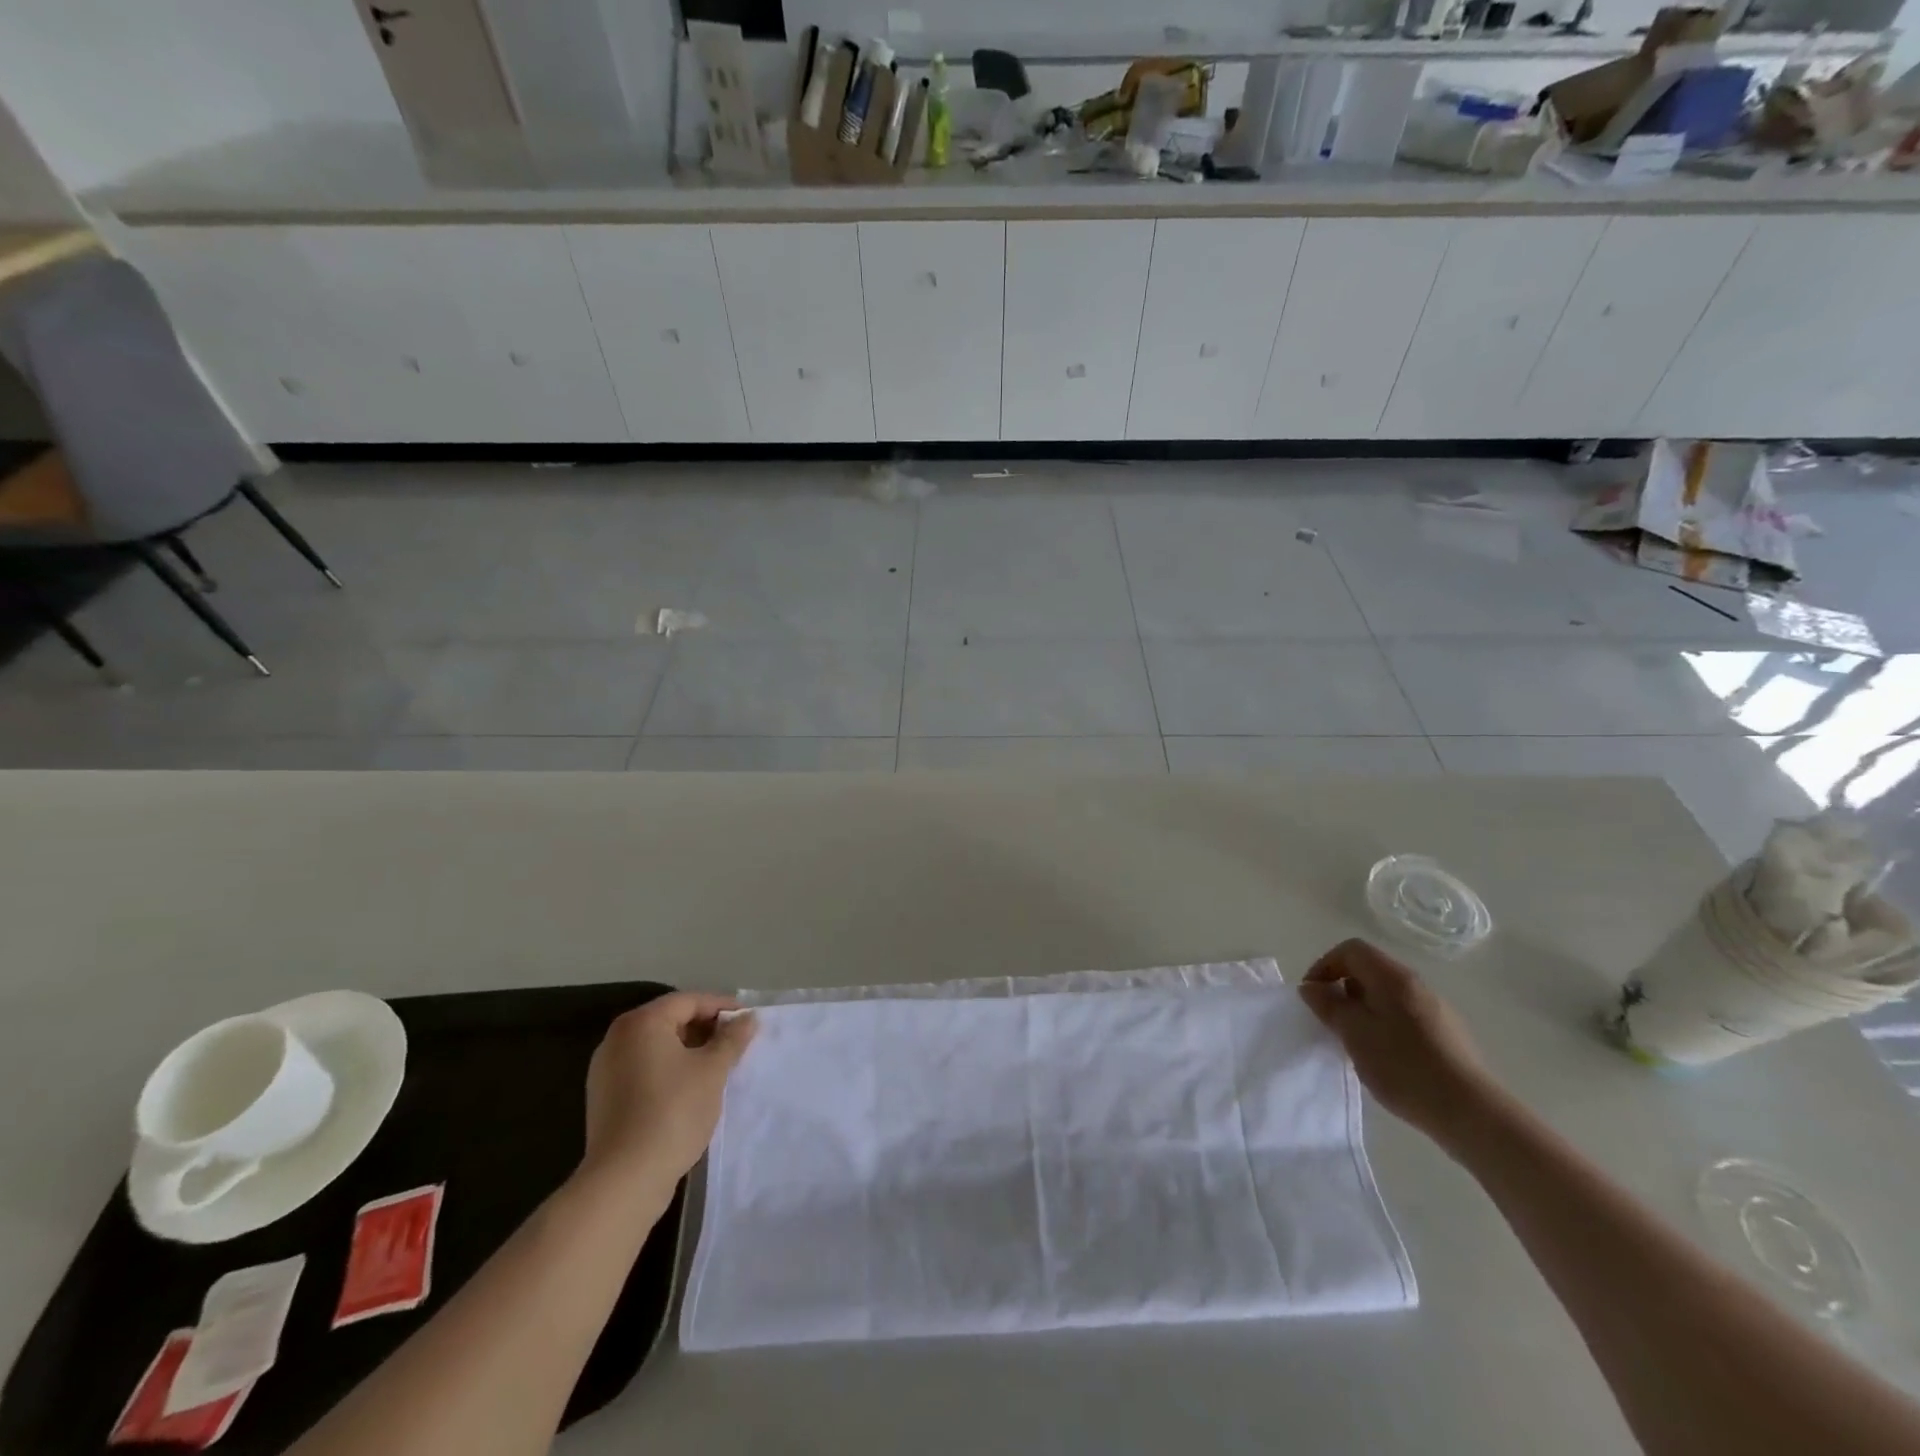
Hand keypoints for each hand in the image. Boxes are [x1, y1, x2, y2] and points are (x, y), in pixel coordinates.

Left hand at [581, 993, 756, 1195]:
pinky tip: (691, 1088)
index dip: (722, 1007)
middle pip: (670, 1020)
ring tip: (718, 1066)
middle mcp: (617, 1039)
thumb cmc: (673, 1112)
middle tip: (736, 1043)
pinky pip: (644, 1069)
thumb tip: (748, 1018)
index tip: (748, 1019)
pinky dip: (669, 1070)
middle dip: (705, 1028)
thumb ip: (732, 1039)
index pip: (688, 1001)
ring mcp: (606, 1070)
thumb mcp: (712, 1070)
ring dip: (689, 1050)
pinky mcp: (605, 1098)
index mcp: (641, 1023)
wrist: (624, 1180)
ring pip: (657, 1046)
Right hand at [1298, 939, 1498, 1148]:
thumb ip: (1328, 1005)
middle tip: (1331, 1022)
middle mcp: (1417, 985)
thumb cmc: (1404, 1066)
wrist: (1471, 1113)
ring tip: (1356, 1043)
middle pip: (1370, 970)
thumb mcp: (1354, 1034)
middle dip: (1343, 990)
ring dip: (1363, 1010)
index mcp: (1393, 977)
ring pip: (1387, 996)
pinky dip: (1385, 1026)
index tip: (1313, 996)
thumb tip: (1312, 987)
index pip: (1351, 949)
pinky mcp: (1447, 1035)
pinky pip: (1405, 1016)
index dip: (1324, 965)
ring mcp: (1436, 1009)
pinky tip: (1386, 1059)